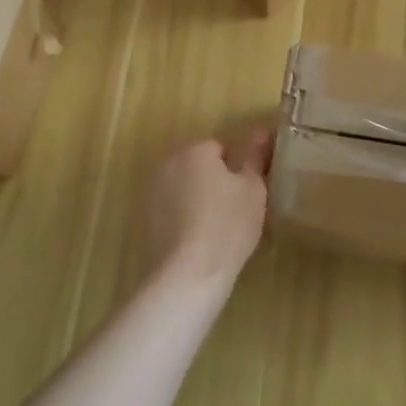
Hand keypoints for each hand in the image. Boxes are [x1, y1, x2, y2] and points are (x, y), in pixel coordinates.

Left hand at [144, 130, 272, 290]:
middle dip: (213, 181)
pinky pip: (170, 211)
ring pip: (183, 188)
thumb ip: (254, 157)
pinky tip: (196, 242)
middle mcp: (169, 164)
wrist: (188, 274)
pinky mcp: (144, 220)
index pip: (220, 149)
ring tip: (216, 229)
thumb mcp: (253, 190)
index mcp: (195, 151)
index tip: (246, 193)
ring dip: (196, 199)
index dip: (236, 170)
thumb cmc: (227, 226)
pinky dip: (182, 219)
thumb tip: (261, 131)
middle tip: (235, 210)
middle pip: (197, 166)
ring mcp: (152, 192)